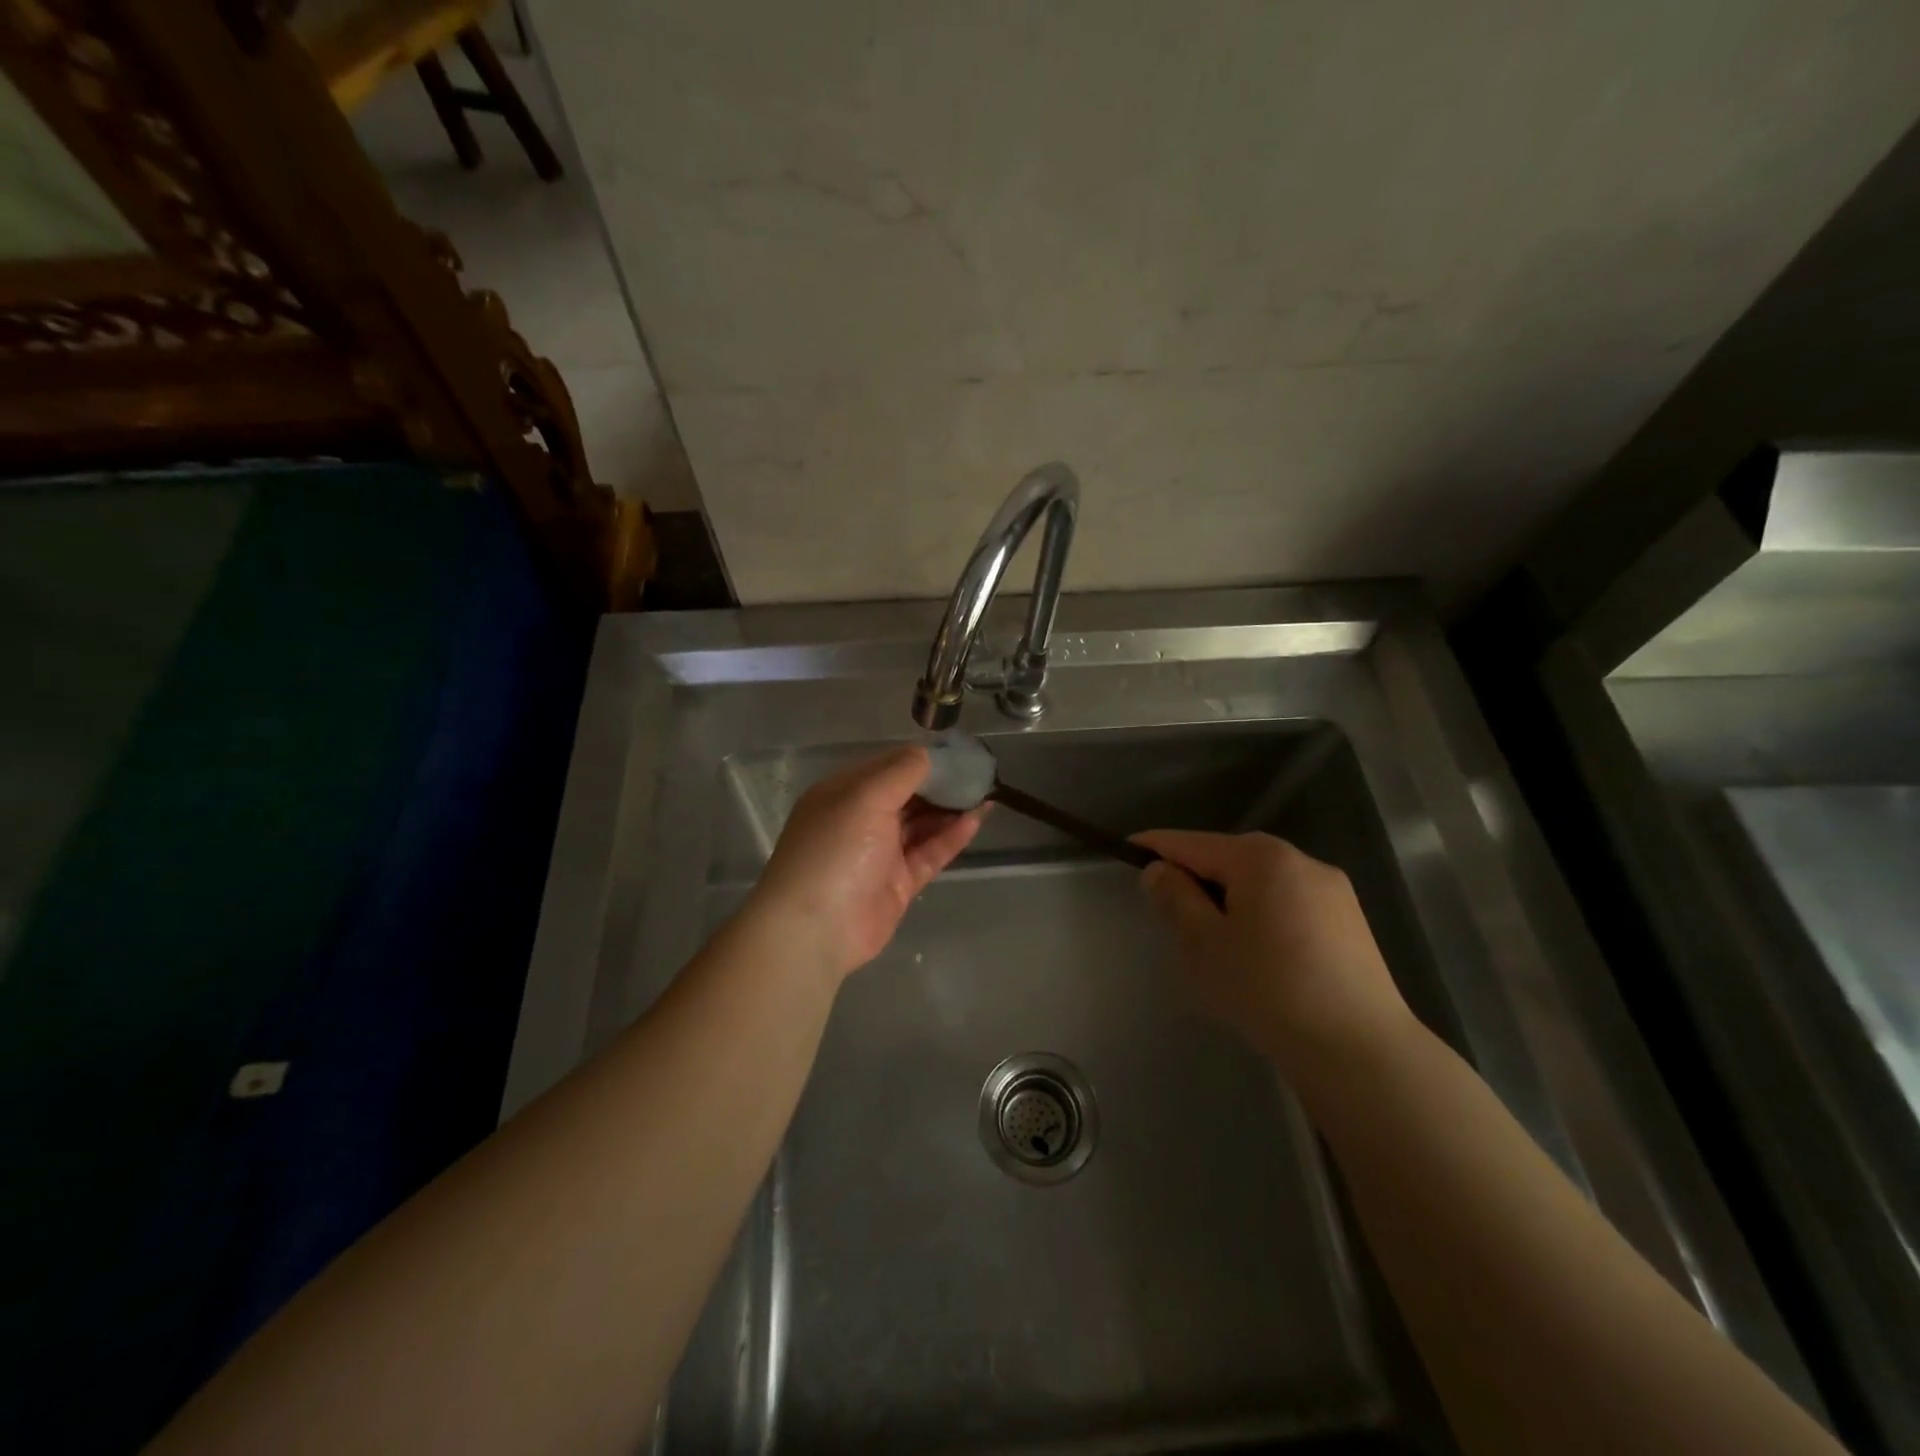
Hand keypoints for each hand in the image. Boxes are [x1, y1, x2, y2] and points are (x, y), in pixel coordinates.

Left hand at [750, 746, 984, 983]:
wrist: (816, 929)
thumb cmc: (835, 850)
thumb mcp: (865, 797)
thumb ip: (901, 772)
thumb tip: (928, 753)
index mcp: (844, 793)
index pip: (888, 766)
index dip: (922, 758)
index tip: (958, 752)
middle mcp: (861, 819)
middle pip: (907, 795)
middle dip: (941, 784)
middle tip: (979, 773)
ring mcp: (880, 853)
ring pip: (921, 824)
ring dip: (951, 809)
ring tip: (986, 793)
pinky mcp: (899, 883)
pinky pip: (929, 853)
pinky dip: (951, 837)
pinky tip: (976, 820)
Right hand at [1134, 830, 1414, 1074]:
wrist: (1358, 1049)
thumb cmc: (1267, 988)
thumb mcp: (1203, 944)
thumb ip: (1175, 899)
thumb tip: (1160, 871)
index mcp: (1261, 858)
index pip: (1193, 843)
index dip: (1156, 846)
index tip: (1127, 850)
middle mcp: (1301, 861)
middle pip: (1230, 859)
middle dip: (1197, 878)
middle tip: (1170, 913)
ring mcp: (1332, 891)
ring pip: (1261, 883)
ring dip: (1231, 899)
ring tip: (1214, 942)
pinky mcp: (1350, 922)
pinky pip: (1289, 904)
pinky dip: (1262, 916)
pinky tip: (1259, 957)